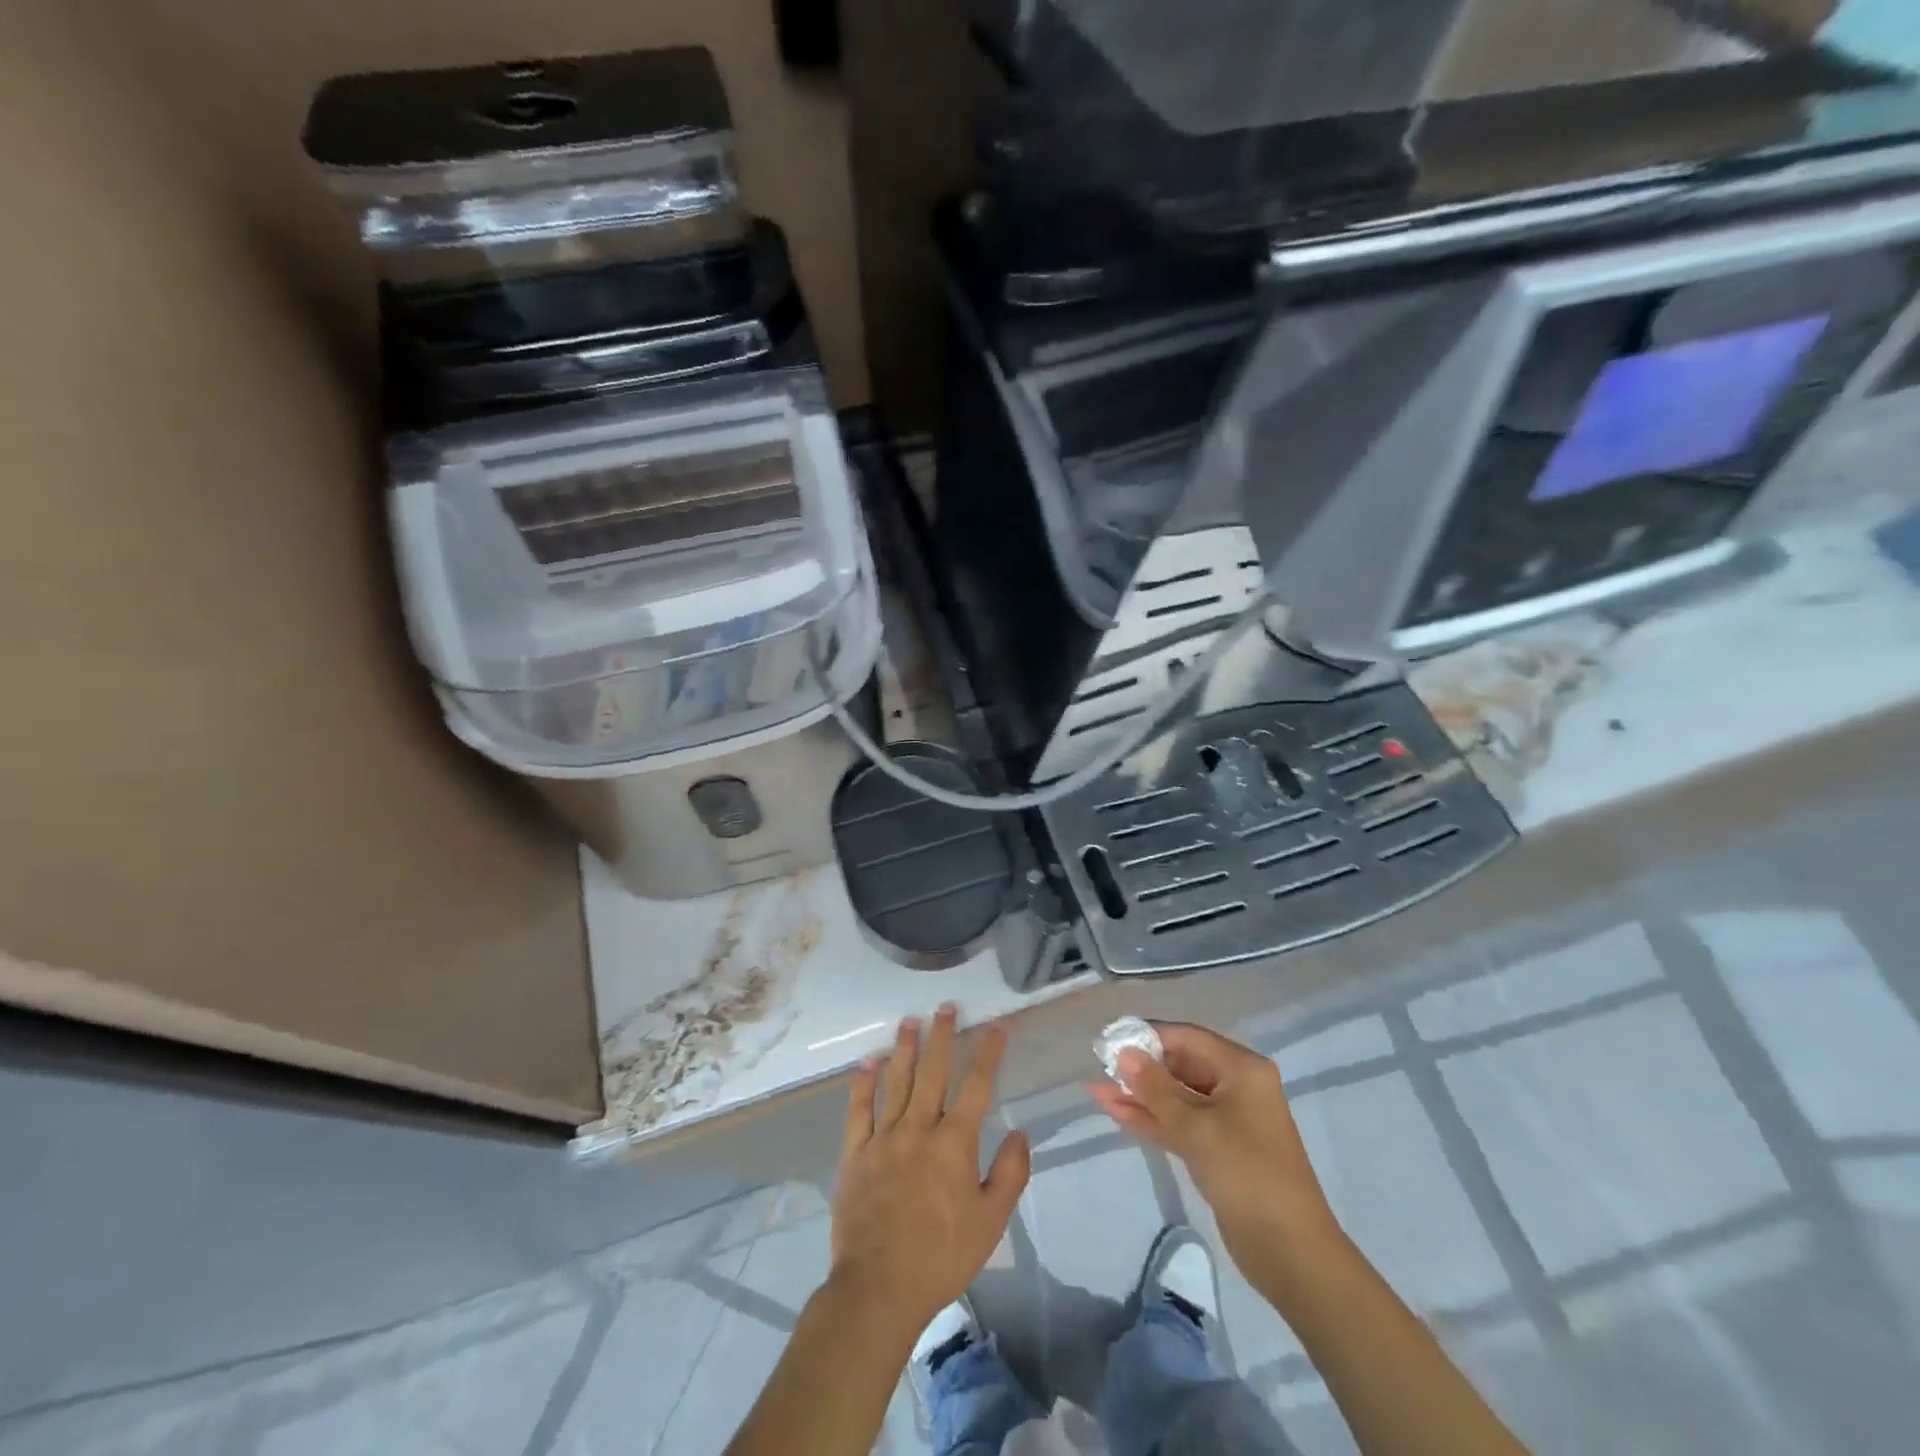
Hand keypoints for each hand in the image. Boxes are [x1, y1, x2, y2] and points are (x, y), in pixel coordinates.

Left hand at [830, 1006, 1029, 1340]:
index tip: (997, 1026)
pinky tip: (869, 1061)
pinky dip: (863, 1083)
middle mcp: (919, 1128)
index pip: (977, 1086)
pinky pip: (859, 1109)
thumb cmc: (941, 1256)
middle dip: (942, 1036)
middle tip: (945, 1006)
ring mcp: (884, 1137)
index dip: (989, 1053)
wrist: (879, 1287)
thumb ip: (1010, 1174)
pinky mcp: (855, 1152)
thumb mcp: (990, 1222)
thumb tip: (1020, 1132)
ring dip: (904, 1048)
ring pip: (897, 1081)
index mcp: (954, 1143)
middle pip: (933, 1072)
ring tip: (910, 1020)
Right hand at [1089, 1021, 1341, 1288]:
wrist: (1291, 1253)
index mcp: (1242, 1069)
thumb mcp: (1196, 1127)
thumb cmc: (1246, 1175)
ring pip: (1176, 1096)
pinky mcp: (1218, 1149)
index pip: (1187, 1038)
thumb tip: (1124, 1053)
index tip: (1108, 1041)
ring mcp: (1228, 1120)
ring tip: (1096, 1091)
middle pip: (1181, 1064)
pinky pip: (1180, 1123)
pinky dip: (1152, 1119)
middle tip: (1098, 1067)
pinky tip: (1117, 1113)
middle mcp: (1237, 1086)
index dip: (1147, 1037)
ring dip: (1140, 1095)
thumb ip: (1156, 1088)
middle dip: (1140, 1067)